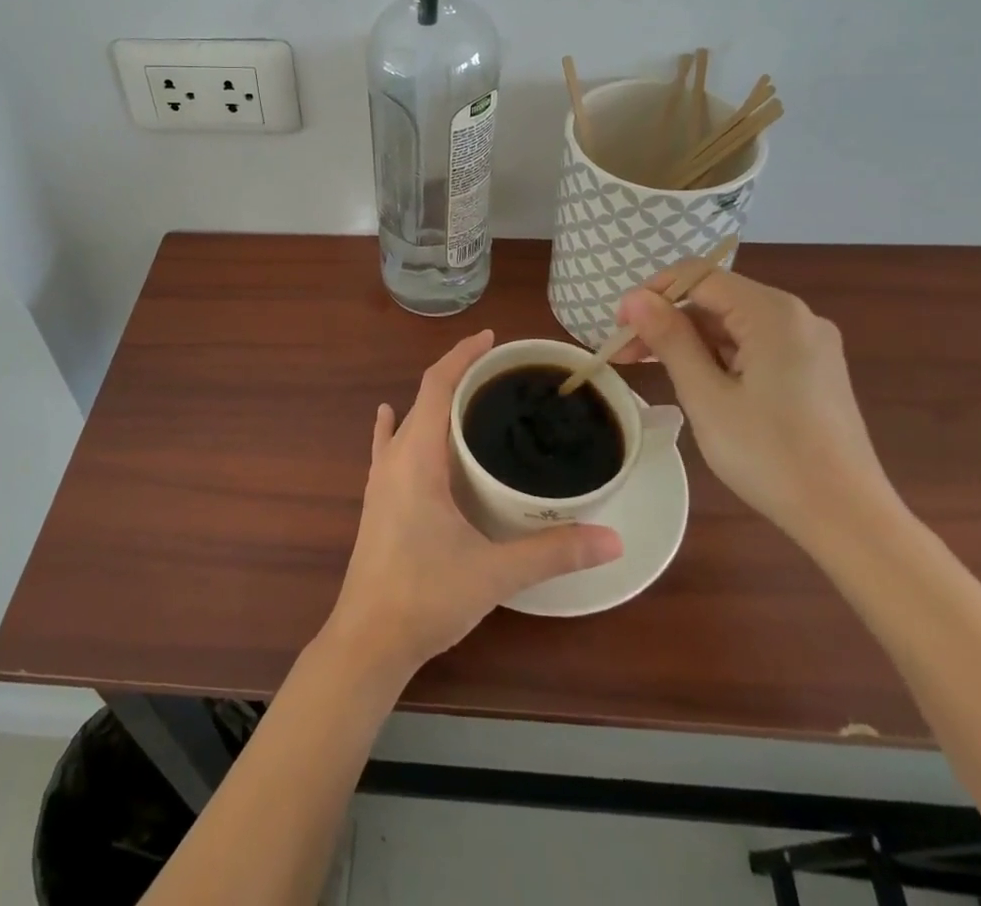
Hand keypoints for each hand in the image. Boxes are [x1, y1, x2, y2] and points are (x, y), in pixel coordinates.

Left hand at [323, 330, 622, 683]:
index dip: (462, 356)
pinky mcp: (378, 500)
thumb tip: (612, 538)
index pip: (437, 385)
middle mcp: (394, 458)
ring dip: (436, 401)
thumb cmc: (425, 596)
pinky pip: (388, 447)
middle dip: (458, 375)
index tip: (491, 339)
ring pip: (408, 421)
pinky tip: (391, 419)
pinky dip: (398, 426)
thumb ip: (553, 552)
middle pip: (424, 397)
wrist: (368, 640)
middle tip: (501, 372)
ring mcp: (380, 479)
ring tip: (472, 397)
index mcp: (417, 457)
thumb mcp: (495, 572)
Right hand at [613, 268, 900, 548]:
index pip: (698, 277)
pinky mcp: (814, 369)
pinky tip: (698, 383)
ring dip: (691, 341)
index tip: (620, 328)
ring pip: (734, 324)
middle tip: (627, 356)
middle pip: (716, 299)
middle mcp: (796, 316)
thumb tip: (634, 297)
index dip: (652, 295)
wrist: (849, 520)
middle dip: (668, 321)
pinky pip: (755, 345)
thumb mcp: (706, 396)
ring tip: (655, 372)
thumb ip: (669, 339)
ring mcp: (810, 343)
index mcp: (773, 313)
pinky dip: (720, 356)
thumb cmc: (770, 456)